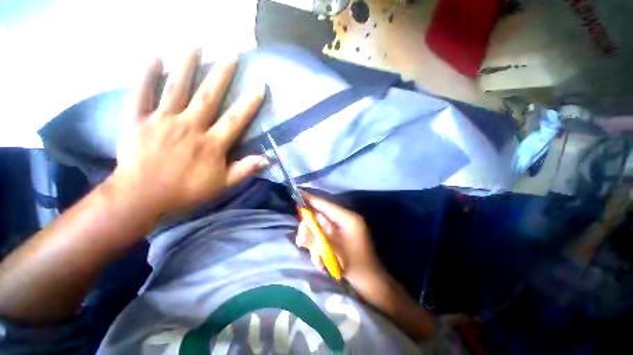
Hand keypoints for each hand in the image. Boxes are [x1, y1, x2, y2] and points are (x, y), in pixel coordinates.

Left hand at [112, 49, 266, 214]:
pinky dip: (146, 73)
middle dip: (221, 74)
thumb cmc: (185, 191)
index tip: (260, 86)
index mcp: (211, 144)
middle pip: (208, 97)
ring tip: (196, 44)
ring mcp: (162, 121)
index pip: (235, 120)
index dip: (249, 103)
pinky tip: (153, 55)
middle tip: (231, 54)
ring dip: (187, 64)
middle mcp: (190, 127)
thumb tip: (266, 159)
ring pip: (176, 88)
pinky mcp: (138, 120)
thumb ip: (244, 170)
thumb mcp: (222, 185)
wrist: (142, 196)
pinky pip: (141, 93)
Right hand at [295, 193, 386, 288]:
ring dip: (315, 243)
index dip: (311, 199)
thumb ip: (316, 237)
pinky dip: (321, 248)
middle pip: (320, 217)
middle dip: (310, 230)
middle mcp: (345, 219)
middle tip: (301, 242)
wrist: (370, 282)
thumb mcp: (333, 250)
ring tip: (318, 259)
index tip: (298, 194)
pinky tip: (322, 261)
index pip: (325, 204)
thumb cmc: (355, 265)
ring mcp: (343, 228)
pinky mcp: (340, 236)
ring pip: (321, 228)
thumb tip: (302, 229)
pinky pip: (325, 236)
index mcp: (347, 218)